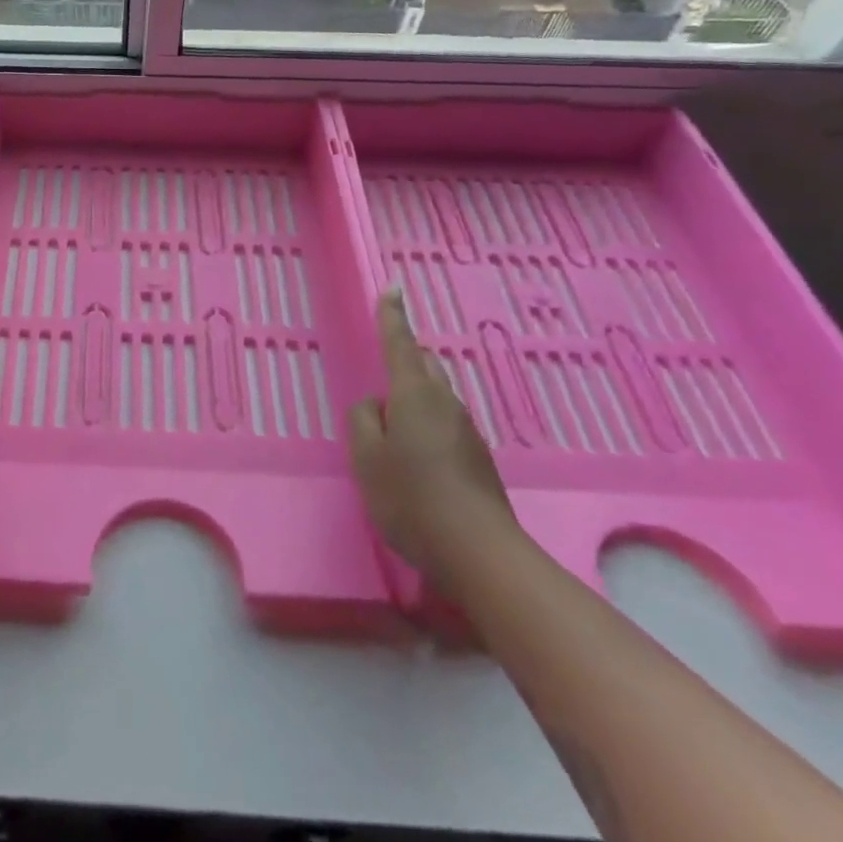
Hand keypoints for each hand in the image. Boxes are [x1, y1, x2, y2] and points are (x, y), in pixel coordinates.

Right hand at [347, 291, 514, 577]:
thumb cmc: (411, 497)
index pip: (400, 343)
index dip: (392, 315)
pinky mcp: (478, 460)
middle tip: (384, 374)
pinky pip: (445, 425)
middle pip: (425, 366)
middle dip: (406, 359)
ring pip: (437, 397)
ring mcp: (466, 431)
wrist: (479, 553)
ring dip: (415, 399)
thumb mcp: (366, 457)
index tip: (392, 288)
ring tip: (394, 428)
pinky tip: (417, 459)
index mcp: (414, 394)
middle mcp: (445, 403)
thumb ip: (363, 421)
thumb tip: (376, 407)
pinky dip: (427, 426)